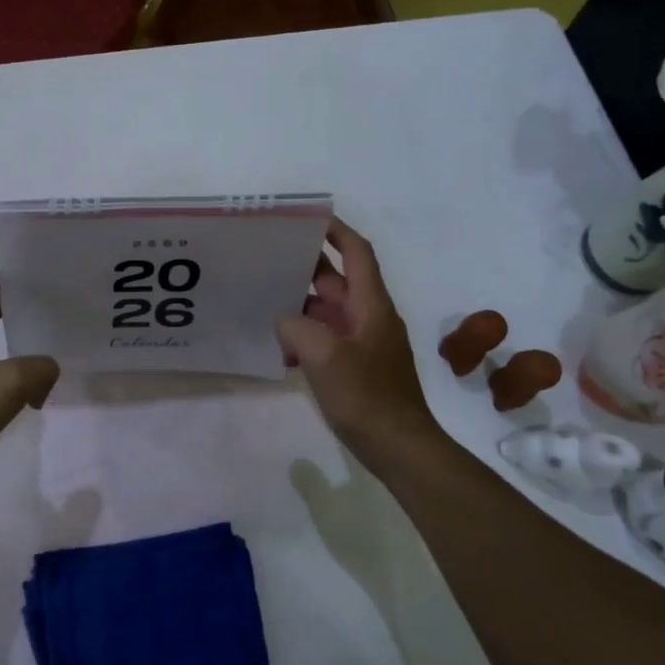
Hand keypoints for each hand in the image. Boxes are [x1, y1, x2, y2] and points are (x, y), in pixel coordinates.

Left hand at [0, 242, 59, 495]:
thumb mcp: (7, 386)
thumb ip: (38, 368)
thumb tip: (49, 368)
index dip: (4, 248)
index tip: (30, 230)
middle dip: (18, 278)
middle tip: (56, 269)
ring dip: (15, 315)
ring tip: (51, 310)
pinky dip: (12, 352)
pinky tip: (29, 362)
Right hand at [278, 219, 442, 464]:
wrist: (399, 447)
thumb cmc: (366, 395)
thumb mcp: (324, 355)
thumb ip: (297, 327)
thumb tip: (286, 321)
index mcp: (370, 305)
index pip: (356, 253)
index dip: (336, 230)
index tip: (308, 217)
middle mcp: (370, 317)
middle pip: (338, 280)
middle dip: (306, 268)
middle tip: (268, 259)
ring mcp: (365, 343)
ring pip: (329, 311)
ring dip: (301, 306)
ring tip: (265, 302)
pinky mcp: (358, 367)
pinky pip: (328, 339)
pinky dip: (306, 337)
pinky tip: (282, 351)